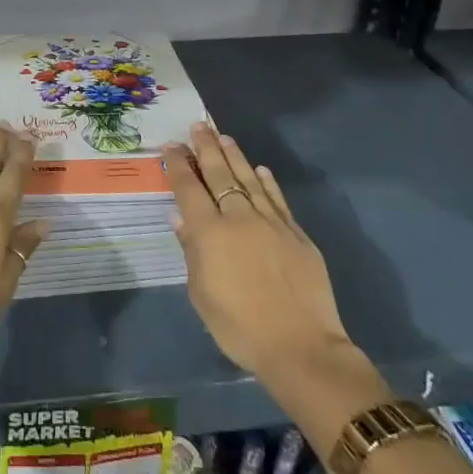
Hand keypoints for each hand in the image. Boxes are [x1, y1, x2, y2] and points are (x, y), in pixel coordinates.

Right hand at [167, 124, 388, 447]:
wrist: (301, 347)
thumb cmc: (239, 327)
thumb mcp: (201, 294)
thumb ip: (191, 251)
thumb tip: (181, 218)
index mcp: (210, 233)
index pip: (189, 188)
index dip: (178, 165)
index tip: (171, 146)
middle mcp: (239, 218)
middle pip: (219, 175)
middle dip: (206, 148)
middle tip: (199, 125)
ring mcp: (271, 223)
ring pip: (249, 180)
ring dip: (235, 157)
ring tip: (225, 137)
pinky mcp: (297, 234)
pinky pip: (277, 199)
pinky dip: (267, 182)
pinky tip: (260, 170)